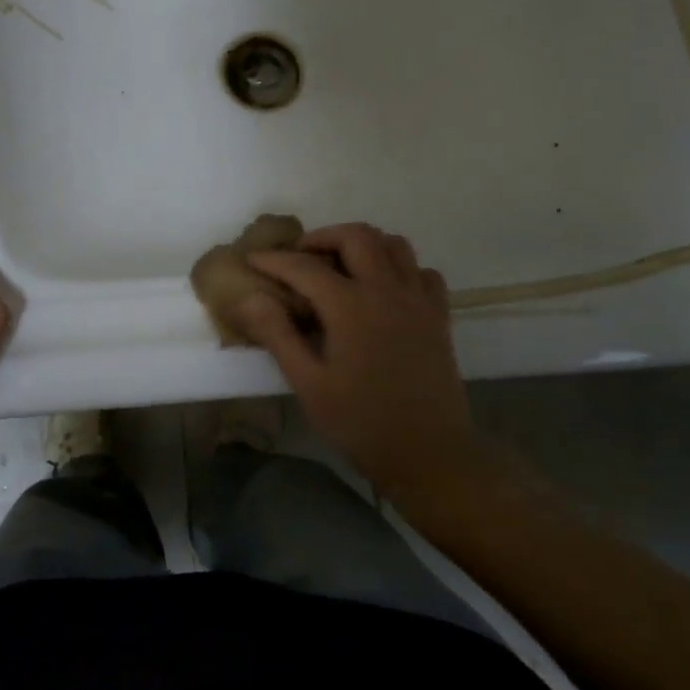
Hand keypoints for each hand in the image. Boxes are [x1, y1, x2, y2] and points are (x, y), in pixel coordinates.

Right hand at [237, 223, 474, 494]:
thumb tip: (250, 298)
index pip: (304, 267)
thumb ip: (278, 335)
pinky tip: (384, 289)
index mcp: (351, 307)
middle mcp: (387, 291)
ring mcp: (418, 301)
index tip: (252, 258)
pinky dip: (400, 268)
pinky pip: (422, 272)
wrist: (428, 453)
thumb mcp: (308, 383)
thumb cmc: (360, 422)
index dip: (274, 259)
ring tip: (341, 265)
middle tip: (300, 258)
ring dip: (364, 244)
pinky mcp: (438, 317)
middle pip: (356, 236)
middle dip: (322, 237)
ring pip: (395, 245)